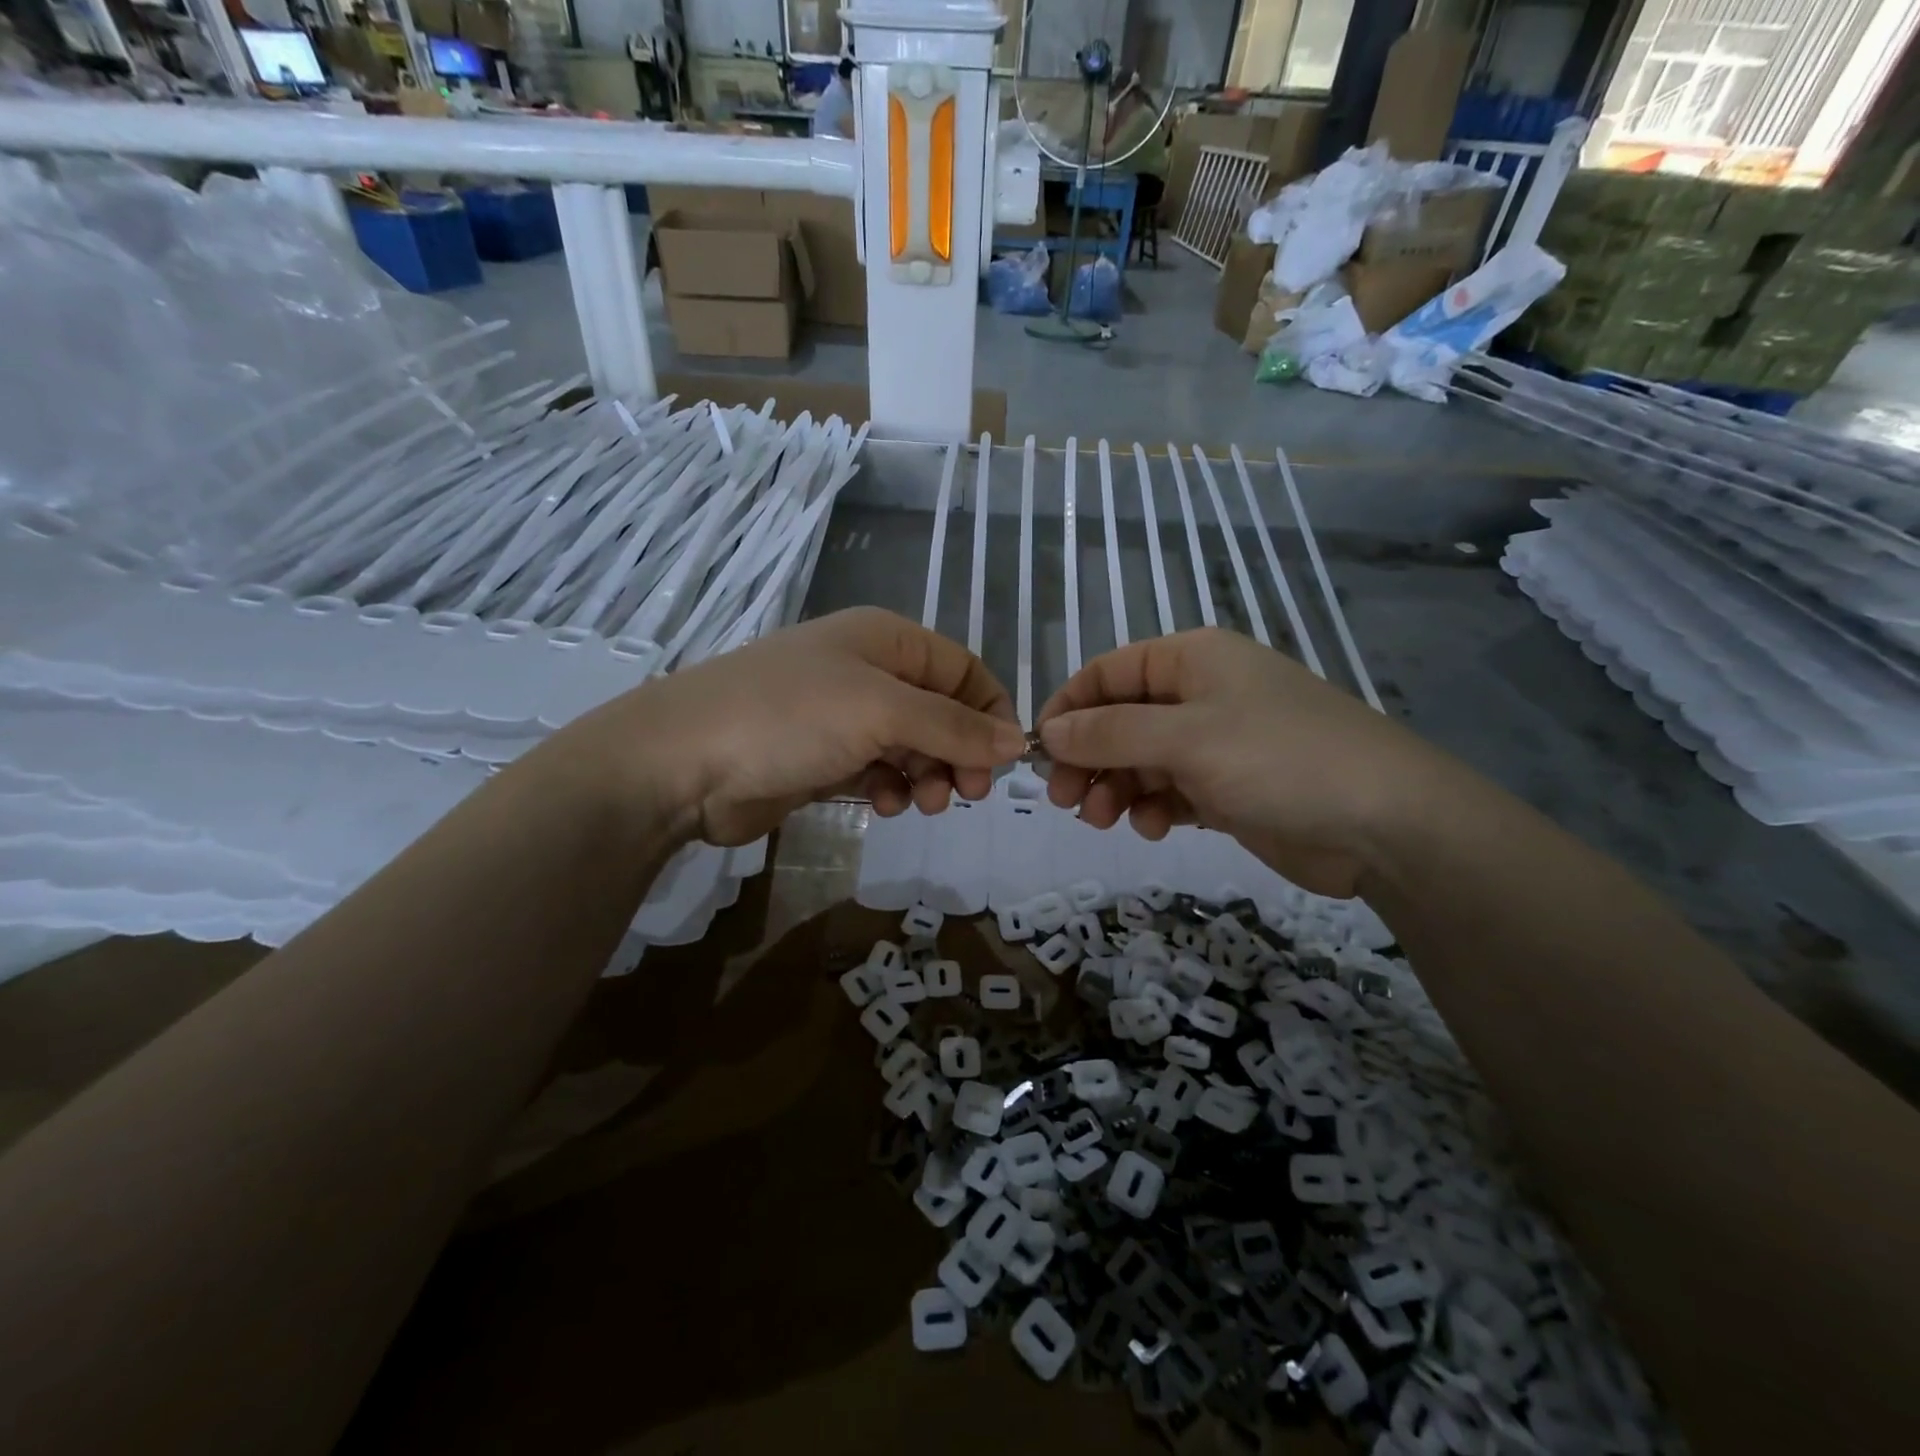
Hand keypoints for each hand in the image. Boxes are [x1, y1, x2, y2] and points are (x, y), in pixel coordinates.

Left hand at [551, 608, 1026, 846]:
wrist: (684, 763)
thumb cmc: (789, 718)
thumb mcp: (882, 711)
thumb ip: (954, 727)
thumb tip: (1018, 743)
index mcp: (887, 640)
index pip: (964, 670)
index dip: (990, 712)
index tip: (1002, 762)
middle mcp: (869, 671)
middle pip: (942, 711)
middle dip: (959, 752)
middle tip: (964, 794)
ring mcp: (843, 716)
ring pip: (913, 745)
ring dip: (928, 775)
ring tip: (922, 802)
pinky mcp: (823, 758)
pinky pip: (880, 770)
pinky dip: (892, 787)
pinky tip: (884, 805)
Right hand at [1036, 627, 1448, 896]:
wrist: (1386, 823)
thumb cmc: (1280, 758)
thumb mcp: (1186, 738)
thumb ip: (1110, 732)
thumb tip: (1049, 731)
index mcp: (1191, 660)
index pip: (1107, 673)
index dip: (1069, 708)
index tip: (1040, 752)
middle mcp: (1200, 694)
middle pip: (1119, 720)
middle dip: (1089, 758)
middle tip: (1065, 800)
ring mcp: (1216, 743)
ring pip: (1141, 760)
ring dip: (1116, 788)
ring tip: (1105, 820)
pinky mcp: (1228, 788)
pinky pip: (1170, 791)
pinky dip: (1154, 808)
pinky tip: (1155, 829)